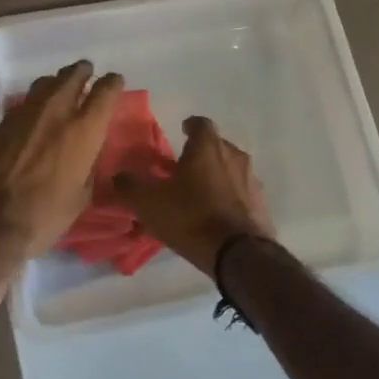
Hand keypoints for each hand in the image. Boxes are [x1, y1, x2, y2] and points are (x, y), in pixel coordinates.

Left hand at [0, 61, 123, 261]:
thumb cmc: (47, 212)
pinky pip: (24, 103)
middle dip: (82, 72)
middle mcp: (57, 110)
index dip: (113, 83)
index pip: (105, 92)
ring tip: (60, 88)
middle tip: (86, 73)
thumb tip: (85, 156)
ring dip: (56, 82)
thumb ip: (87, 166)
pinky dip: (35, 103)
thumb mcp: (82, 194)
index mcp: (85, 128)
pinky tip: (34, 115)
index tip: (115, 81)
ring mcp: (26, 112)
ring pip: (45, 83)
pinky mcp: (2, 122)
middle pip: (72, 75)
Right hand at [114, 116, 274, 274]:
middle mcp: (234, 156)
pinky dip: (229, 198)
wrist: (239, 254)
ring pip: (230, 170)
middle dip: (201, 154)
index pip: (200, 123)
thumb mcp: (149, 202)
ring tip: (199, 195)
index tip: (181, 133)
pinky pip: (241, 194)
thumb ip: (129, 185)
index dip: (189, 127)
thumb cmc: (191, 217)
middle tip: (183, 169)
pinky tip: (216, 216)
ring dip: (216, 177)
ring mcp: (252, 181)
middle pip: (217, 147)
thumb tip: (117, 176)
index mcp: (208, 147)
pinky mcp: (261, 205)